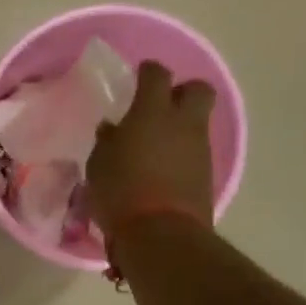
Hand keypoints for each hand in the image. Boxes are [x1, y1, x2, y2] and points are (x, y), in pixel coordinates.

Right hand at [86, 60, 216, 237]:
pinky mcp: (206, 172)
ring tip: (154, 143)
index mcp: (152, 112)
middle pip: (197, 90)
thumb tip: (113, 129)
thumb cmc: (120, 192)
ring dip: (180, 125)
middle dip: (182, 91)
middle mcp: (182, 122)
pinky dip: (181, 151)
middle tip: (160, 104)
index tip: (138, 75)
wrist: (161, 233)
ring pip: (197, 121)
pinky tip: (161, 166)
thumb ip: (108, 141)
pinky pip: (194, 149)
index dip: (148, 71)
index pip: (156, 75)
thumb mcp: (99, 164)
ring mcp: (199, 147)